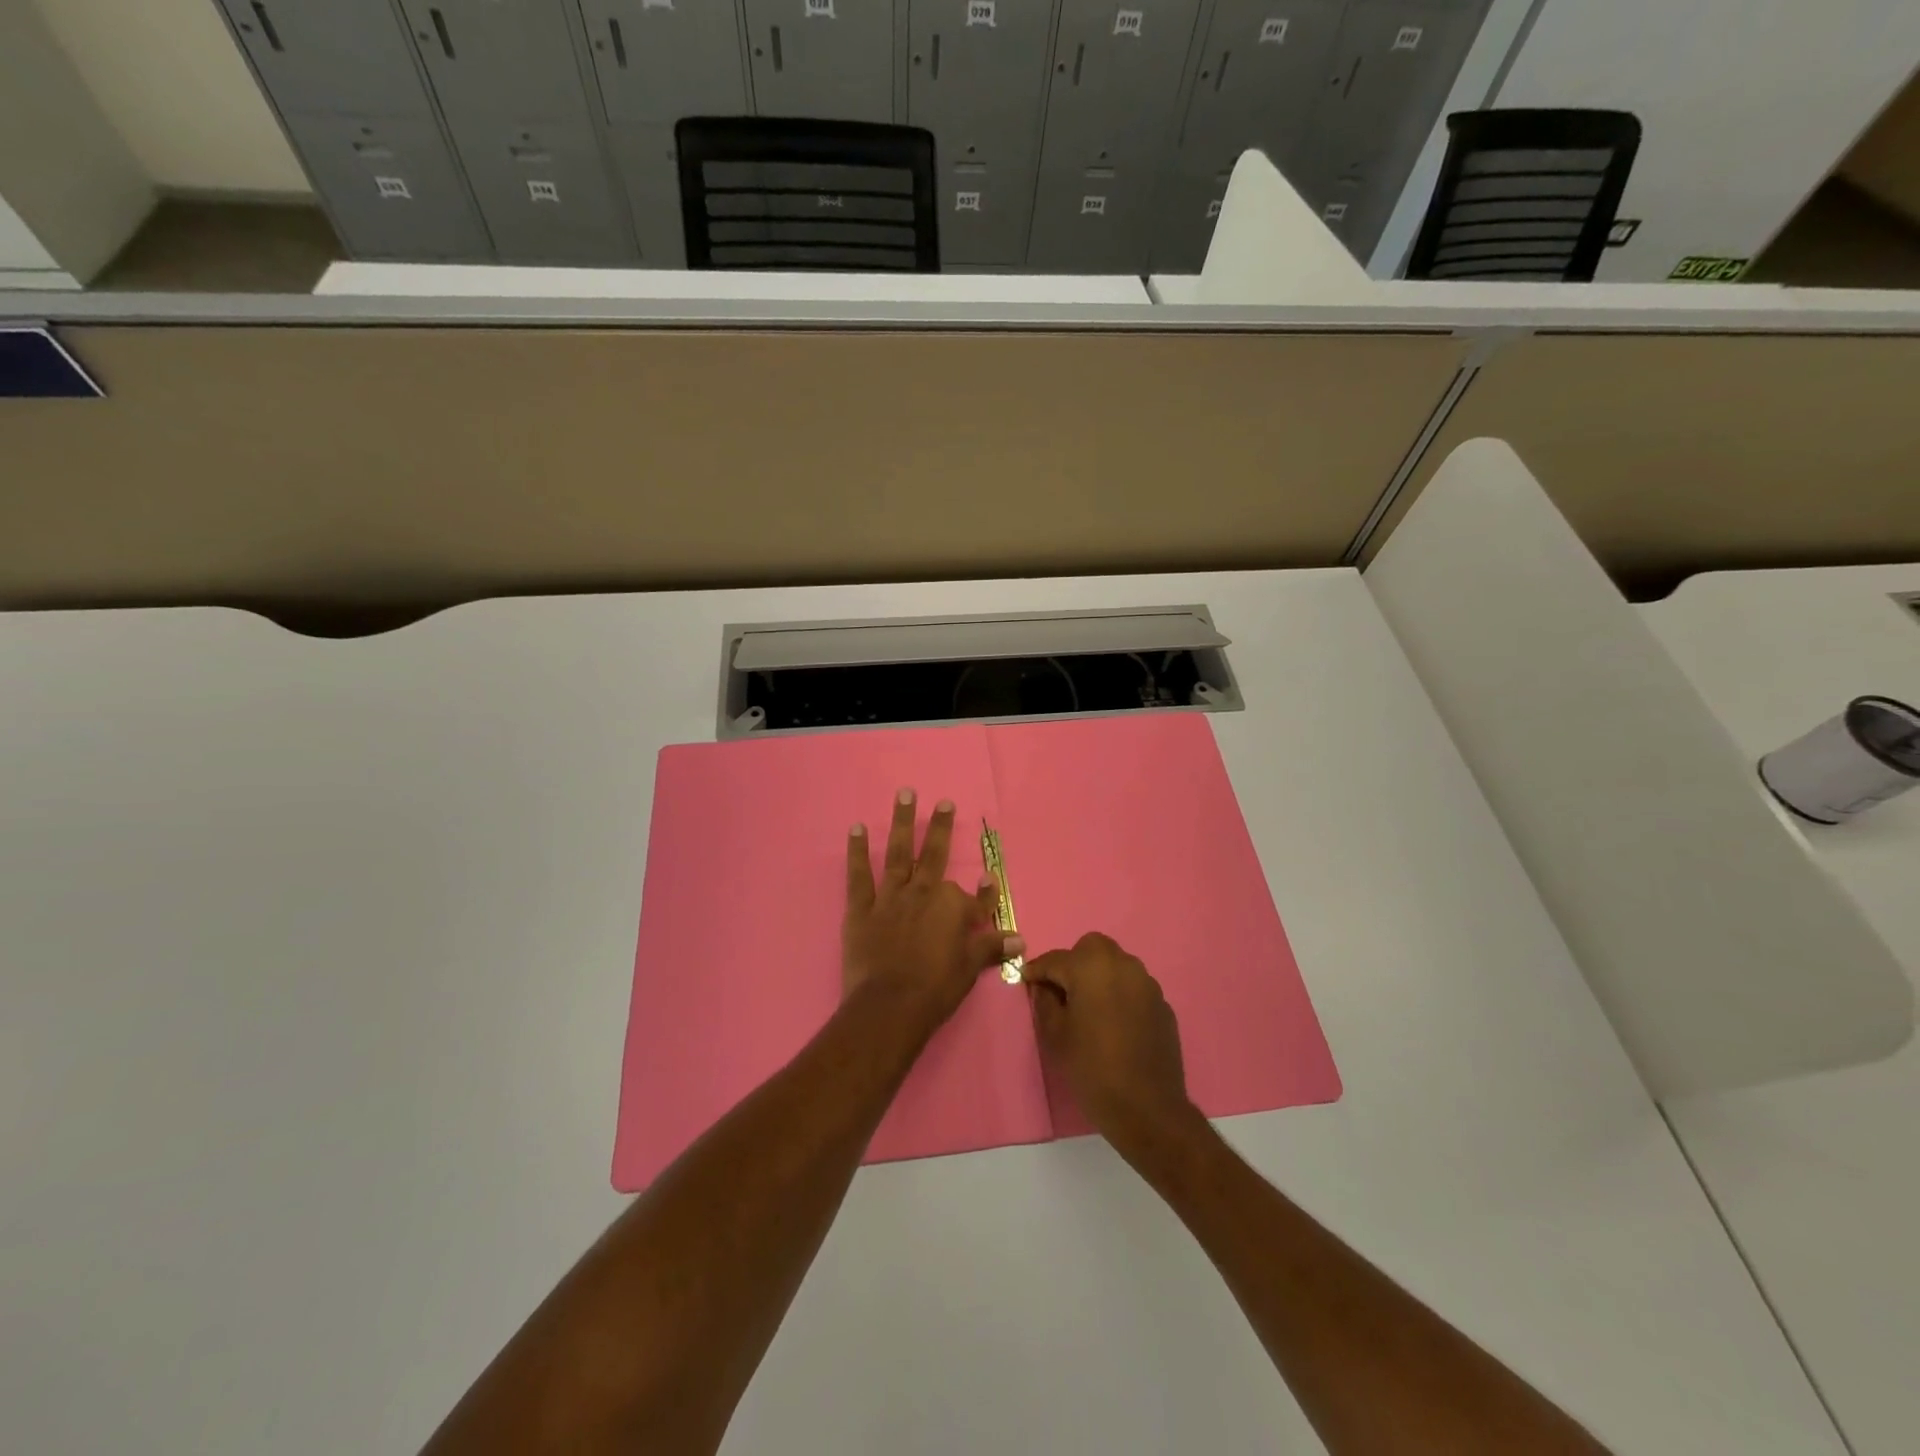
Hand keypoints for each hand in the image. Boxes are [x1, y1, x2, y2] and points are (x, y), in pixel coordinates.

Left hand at [843, 790, 1023, 1028]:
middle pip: (935, 855)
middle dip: (941, 828)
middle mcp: (923, 893)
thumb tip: (1021, 938)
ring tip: (905, 794)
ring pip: (899, 853)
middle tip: (944, 802)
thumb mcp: (971, 967)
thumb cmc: (937, 989)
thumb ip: (992, 946)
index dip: (985, 891)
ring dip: (903, 822)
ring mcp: (891, 897)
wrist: (890, 1006)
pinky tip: (857, 828)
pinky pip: (859, 875)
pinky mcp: (862, 908)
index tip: (989, 877)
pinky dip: (857, 851)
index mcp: (952, 907)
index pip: (974, 897)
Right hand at [1026, 933, 1201, 1159]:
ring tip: (1089, 1007)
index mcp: (1091, 966)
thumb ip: (1045, 1000)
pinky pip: (1134, 987)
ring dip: (1099, 976)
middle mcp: (1122, 964)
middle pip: (1091, 948)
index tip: (1026, 979)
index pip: (1055, 959)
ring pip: (1116, 965)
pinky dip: (1120, 995)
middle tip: (1062, 990)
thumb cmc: (1092, 1067)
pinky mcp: (1162, 1004)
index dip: (1037, 970)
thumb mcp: (1055, 1034)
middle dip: (1073, 963)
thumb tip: (1044, 986)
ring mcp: (1147, 983)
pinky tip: (1115, 1023)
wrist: (1146, 1107)